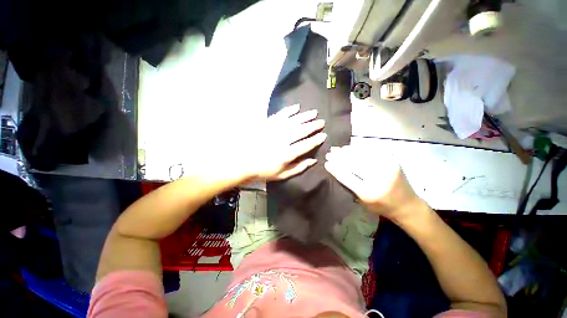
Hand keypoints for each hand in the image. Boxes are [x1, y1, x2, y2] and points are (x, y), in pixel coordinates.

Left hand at [245, 104, 326, 180]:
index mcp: (287, 154)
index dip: (316, 140)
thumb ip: (299, 167)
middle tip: (321, 122)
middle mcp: (282, 140)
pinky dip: (289, 110)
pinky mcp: (267, 124)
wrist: (244, 162)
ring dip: (305, 116)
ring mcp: (274, 130)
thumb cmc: (264, 170)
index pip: (306, 145)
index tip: (324, 135)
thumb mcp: (282, 174)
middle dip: (313, 126)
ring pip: (293, 121)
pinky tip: (297, 107)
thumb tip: (313, 161)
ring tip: (314, 113)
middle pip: (301, 130)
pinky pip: (280, 115)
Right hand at [324, 145, 420, 219]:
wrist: (407, 205)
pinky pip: (371, 151)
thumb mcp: (362, 201)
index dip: (335, 168)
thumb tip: (336, 169)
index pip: (346, 176)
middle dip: (339, 157)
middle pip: (353, 163)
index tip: (326, 163)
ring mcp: (387, 166)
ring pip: (361, 155)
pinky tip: (350, 148)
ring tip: (337, 149)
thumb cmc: (381, 206)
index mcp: (368, 192)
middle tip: (329, 153)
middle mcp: (378, 178)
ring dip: (347, 151)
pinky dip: (359, 149)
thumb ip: (349, 185)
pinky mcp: (392, 160)